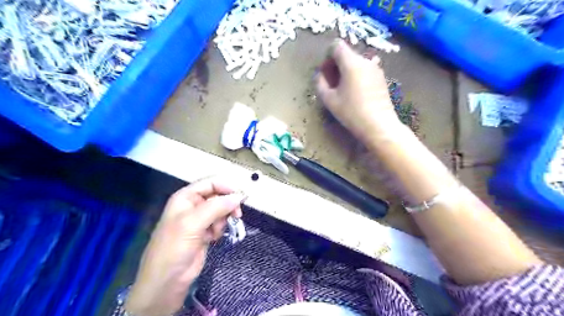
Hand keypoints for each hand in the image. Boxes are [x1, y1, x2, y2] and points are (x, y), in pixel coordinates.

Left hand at [125, 177, 244, 315]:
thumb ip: (216, 207)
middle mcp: (193, 205)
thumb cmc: (174, 248)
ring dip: (223, 219)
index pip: (210, 183)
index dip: (226, 187)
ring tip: (216, 231)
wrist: (168, 281)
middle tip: (237, 214)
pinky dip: (220, 228)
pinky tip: (213, 237)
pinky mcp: (205, 231)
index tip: (240, 196)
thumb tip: (238, 196)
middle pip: (218, 196)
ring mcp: (199, 219)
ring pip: (221, 210)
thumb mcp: (192, 223)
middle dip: (227, 205)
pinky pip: (220, 223)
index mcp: (186, 197)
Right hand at [316, 38, 403, 142]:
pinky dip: (357, 76)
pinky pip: (365, 70)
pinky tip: (356, 93)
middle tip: (332, 84)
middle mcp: (365, 61)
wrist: (379, 125)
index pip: (336, 46)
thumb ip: (320, 84)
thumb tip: (320, 76)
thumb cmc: (351, 112)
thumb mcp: (329, 100)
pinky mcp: (381, 78)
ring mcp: (376, 69)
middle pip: (346, 54)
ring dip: (346, 72)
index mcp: (351, 63)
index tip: (326, 73)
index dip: (327, 57)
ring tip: (344, 90)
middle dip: (336, 65)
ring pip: (356, 63)